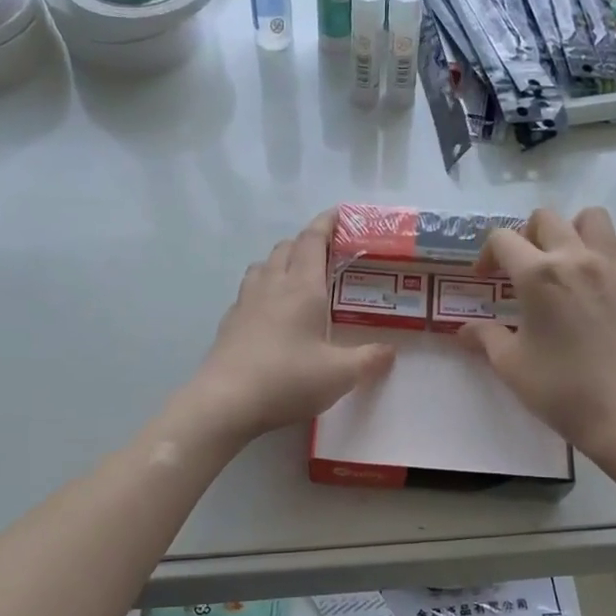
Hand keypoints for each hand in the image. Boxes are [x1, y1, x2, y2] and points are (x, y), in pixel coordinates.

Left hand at [183, 211, 395, 444]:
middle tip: (327, 254)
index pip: (313, 241)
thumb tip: (389, 351)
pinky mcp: (229, 323)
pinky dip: (263, 288)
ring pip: (263, 266)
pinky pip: (248, 291)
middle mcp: (272, 286)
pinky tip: (270, 312)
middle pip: (286, 248)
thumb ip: (369, 360)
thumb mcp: (340, 375)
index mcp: (302, 288)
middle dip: (306, 243)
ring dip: (281, 262)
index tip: (339, 214)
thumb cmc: (288, 380)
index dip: (326, 223)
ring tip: (297, 278)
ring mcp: (246, 303)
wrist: (225, 401)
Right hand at [458, 207, 615, 454]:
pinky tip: (612, 273)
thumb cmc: (559, 389)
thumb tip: (463, 330)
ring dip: (575, 230)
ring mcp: (615, 268)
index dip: (487, 254)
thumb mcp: (510, 365)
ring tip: (568, 259)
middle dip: (527, 235)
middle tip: (523, 268)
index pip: (502, 239)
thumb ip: (485, 338)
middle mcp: (576, 258)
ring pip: (595, 218)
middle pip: (547, 218)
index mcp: (537, 275)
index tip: (485, 279)